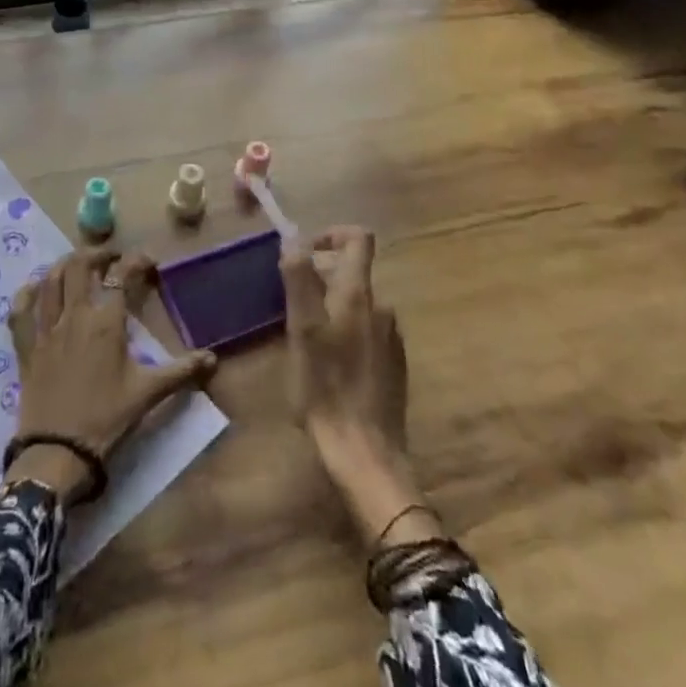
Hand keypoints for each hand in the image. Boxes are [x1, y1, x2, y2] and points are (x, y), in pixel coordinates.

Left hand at [5, 248, 217, 503]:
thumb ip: (181, 372)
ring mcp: (46, 329)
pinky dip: (26, 295)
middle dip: (96, 255)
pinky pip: (20, 312)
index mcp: (106, 322)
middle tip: (110, 259)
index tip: (148, 261)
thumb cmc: (107, 419)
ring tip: (76, 265)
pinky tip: (34, 290)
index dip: (136, 261)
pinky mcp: (26, 348)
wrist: (58, 452)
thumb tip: (213, 359)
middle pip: (79, 267)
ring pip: (50, 281)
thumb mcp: (148, 394)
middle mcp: (74, 315)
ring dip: (63, 266)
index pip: (122, 276)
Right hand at [281, 227, 439, 546]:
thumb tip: (294, 238)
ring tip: (305, 336)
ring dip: (331, 307)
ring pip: (357, 303)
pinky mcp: (394, 364)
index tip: (305, 251)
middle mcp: (381, 308)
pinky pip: (367, 330)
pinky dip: (346, 331)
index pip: (359, 238)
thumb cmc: (326, 387)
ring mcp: (391, 337)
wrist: (366, 453)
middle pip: (353, 272)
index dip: (332, 233)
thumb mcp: (302, 330)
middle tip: (291, 303)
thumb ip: (299, 278)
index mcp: (358, 295)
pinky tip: (329, 362)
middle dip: (321, 277)